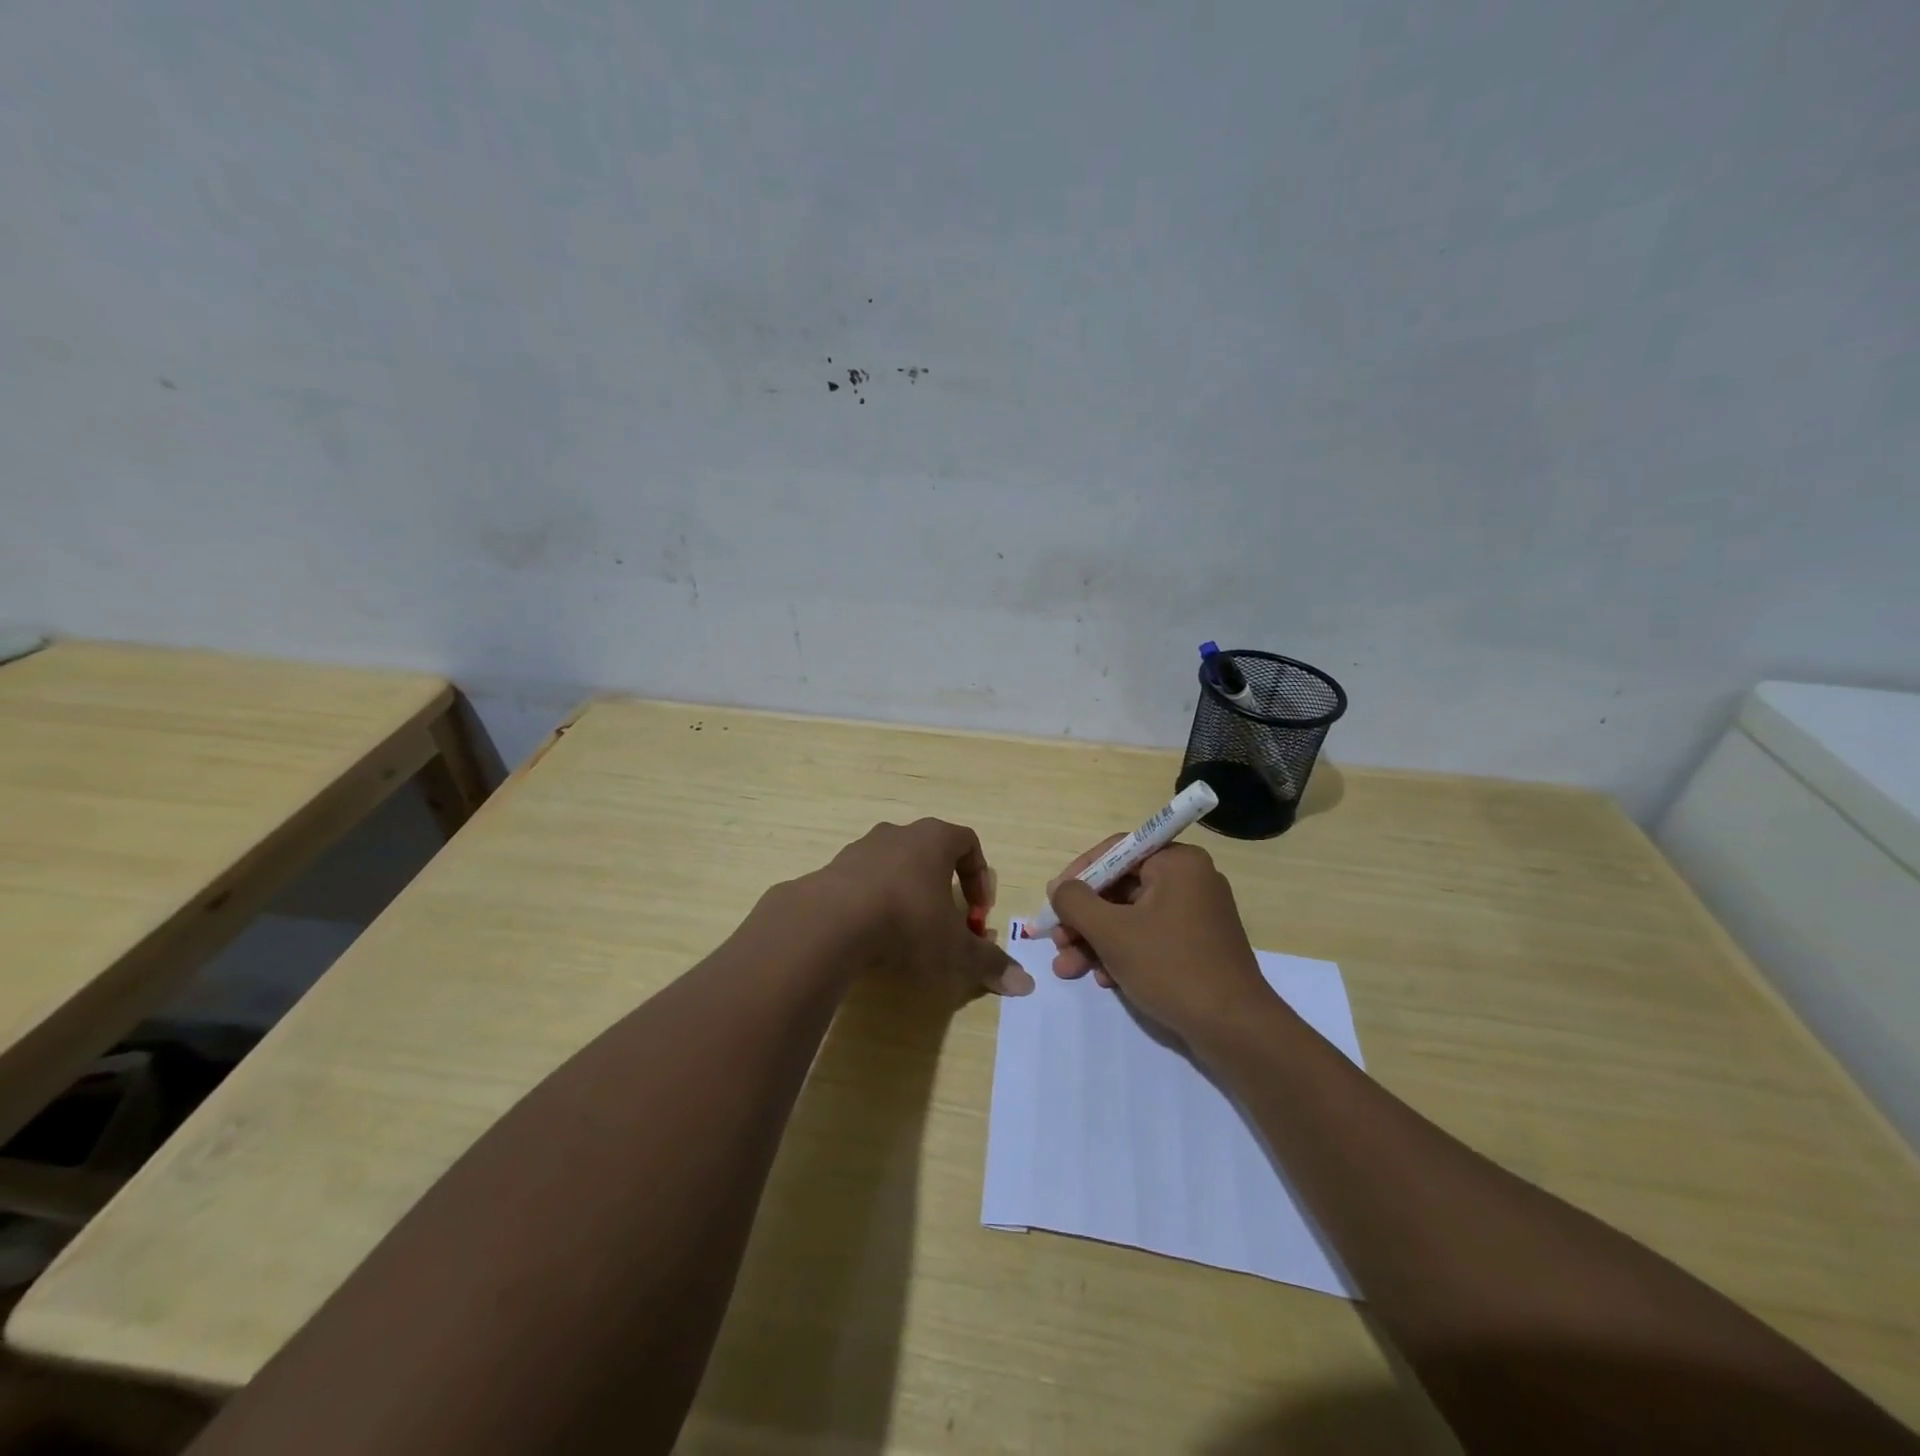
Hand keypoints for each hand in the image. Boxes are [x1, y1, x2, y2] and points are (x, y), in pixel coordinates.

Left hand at [803, 819, 1032, 996]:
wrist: (830, 921)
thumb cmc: (906, 920)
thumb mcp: (954, 947)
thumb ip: (988, 962)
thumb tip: (1026, 985)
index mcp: (934, 839)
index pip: (968, 843)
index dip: (980, 877)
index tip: (979, 913)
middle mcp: (900, 834)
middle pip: (931, 852)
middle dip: (945, 887)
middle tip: (947, 923)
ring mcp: (862, 847)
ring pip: (896, 864)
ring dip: (908, 892)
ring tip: (908, 931)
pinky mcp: (834, 868)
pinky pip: (865, 880)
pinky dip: (875, 900)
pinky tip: (873, 933)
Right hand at [1045, 837, 1274, 1039]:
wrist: (1234, 1030)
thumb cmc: (1171, 967)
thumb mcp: (1112, 932)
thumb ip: (1076, 902)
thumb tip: (1058, 888)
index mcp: (1177, 863)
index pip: (1116, 851)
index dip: (1078, 875)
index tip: (1053, 901)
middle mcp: (1190, 880)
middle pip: (1120, 888)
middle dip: (1083, 919)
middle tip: (1056, 942)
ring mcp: (1195, 915)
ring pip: (1131, 917)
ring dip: (1096, 941)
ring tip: (1068, 969)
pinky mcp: (1197, 946)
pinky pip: (1149, 938)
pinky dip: (1123, 954)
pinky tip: (1104, 980)